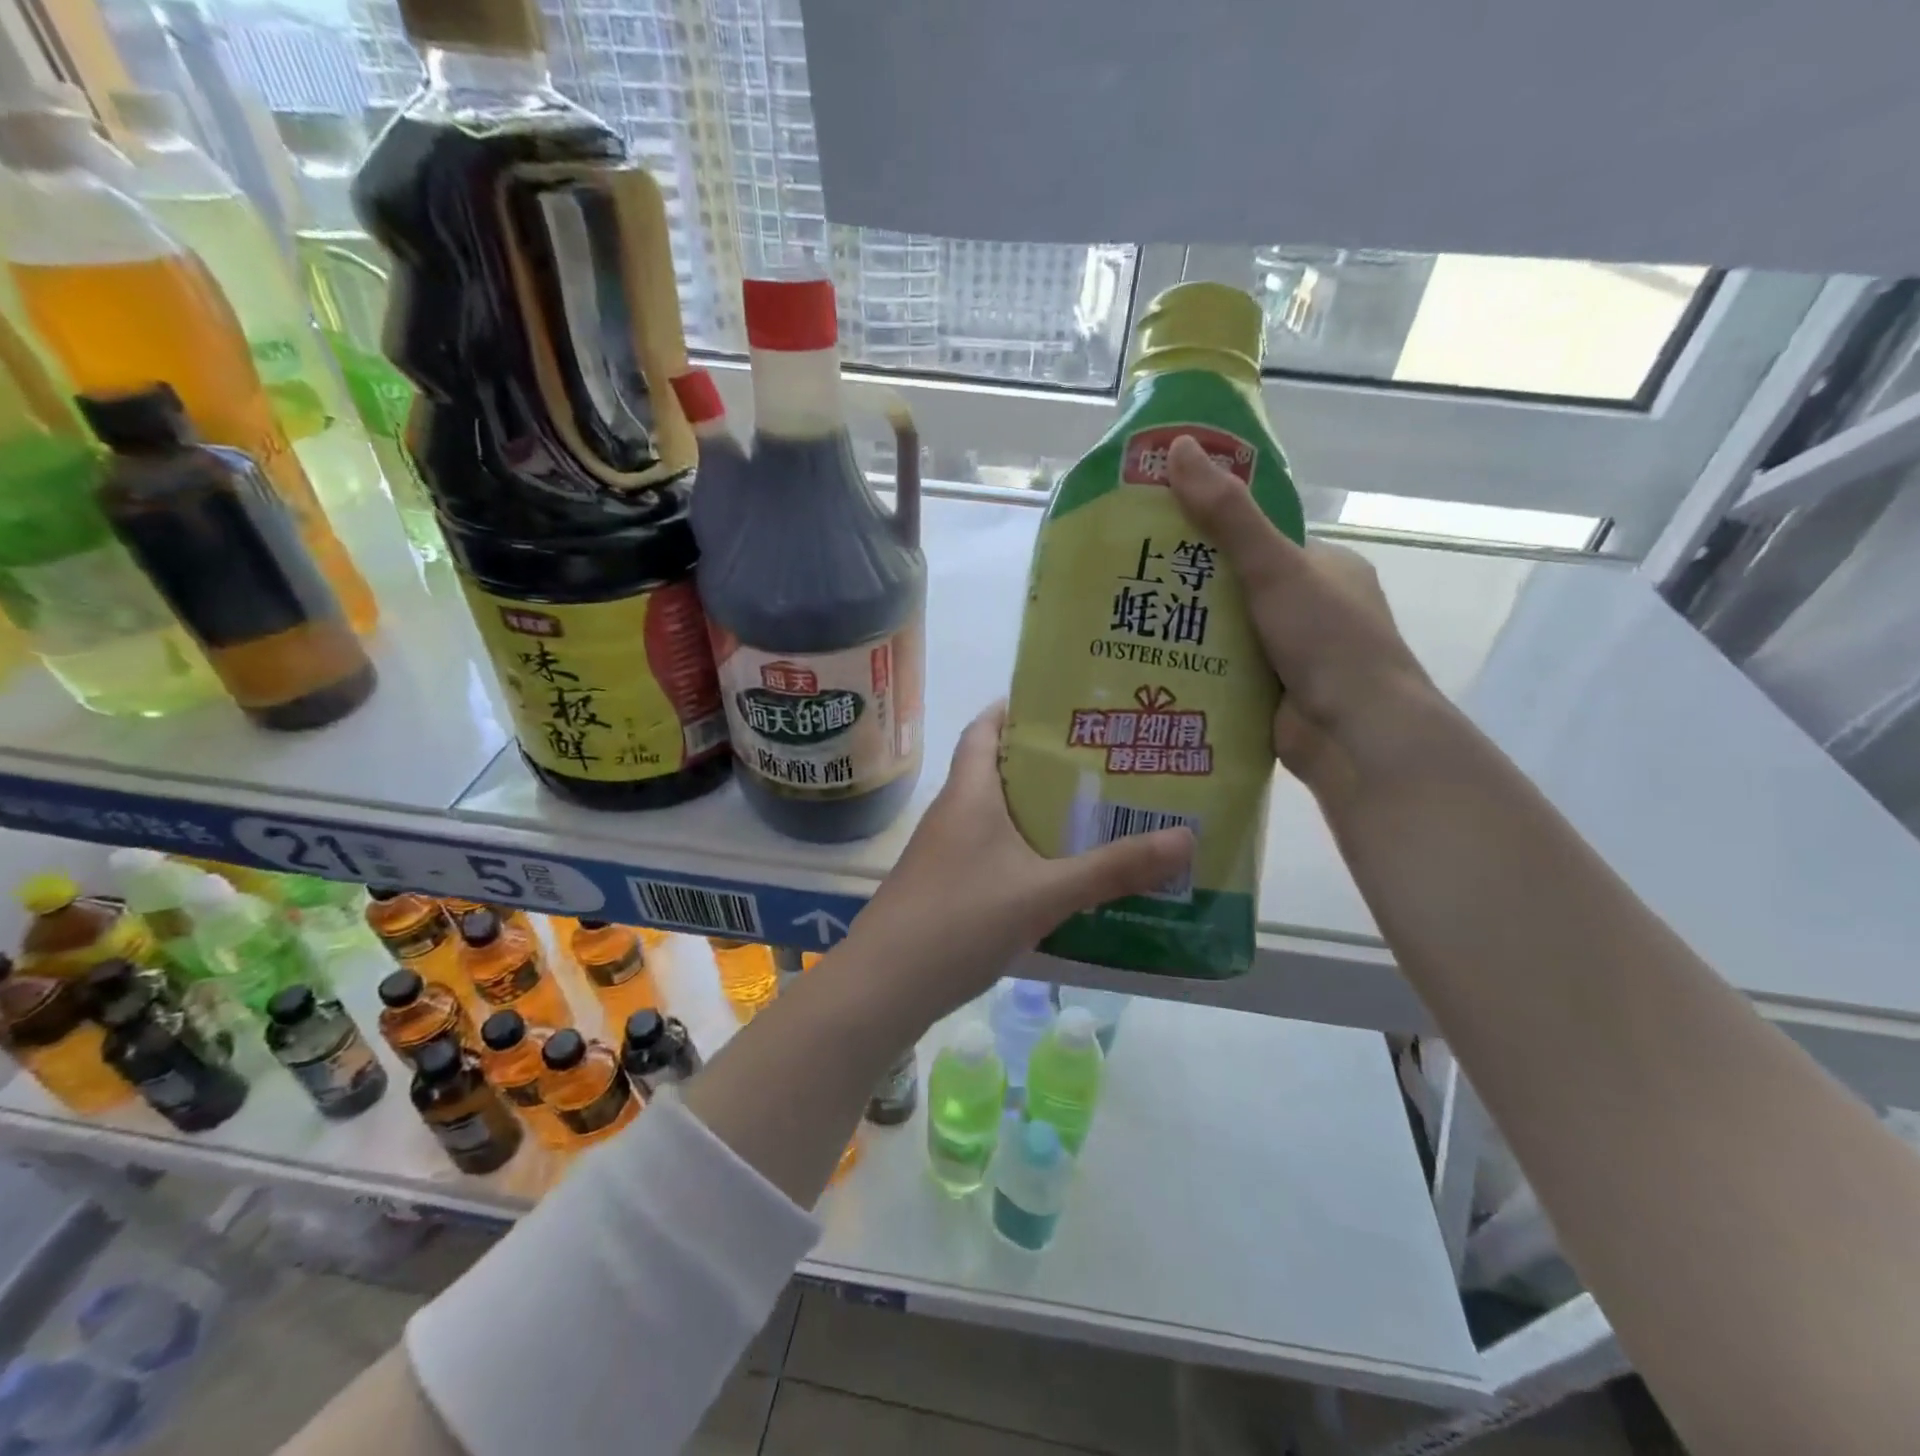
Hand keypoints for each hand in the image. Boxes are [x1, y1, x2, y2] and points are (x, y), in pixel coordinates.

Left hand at [845, 702, 1192, 1019]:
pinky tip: (1057, 874)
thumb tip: (1186, 838)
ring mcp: (944, 853)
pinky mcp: (945, 888)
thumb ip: (1113, 869)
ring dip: (1036, 811)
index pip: (984, 729)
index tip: (1061, 703)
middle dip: (1044, 763)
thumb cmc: (960, 920)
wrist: (884, 987)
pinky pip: (991, 853)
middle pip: (997, 770)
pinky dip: (1023, 852)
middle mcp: (953, 813)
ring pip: (996, 815)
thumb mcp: (1045, 893)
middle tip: (1101, 761)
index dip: (1015, 708)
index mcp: (969, 794)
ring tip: (1093, 812)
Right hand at [1165, 434, 1451, 803]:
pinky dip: (1195, 667)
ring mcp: (1292, 653)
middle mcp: (1310, 607)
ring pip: (1227, 631)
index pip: (1258, 539)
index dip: (1210, 531)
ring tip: (1126, 621)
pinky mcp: (1273, 692)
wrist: (1356, 734)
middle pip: (1237, 586)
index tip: (1159, 530)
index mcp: (1324, 567)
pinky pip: (1225, 669)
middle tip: (1131, 580)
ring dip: (1187, 630)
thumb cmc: (1326, 639)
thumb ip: (1227, 514)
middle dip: (1189, 586)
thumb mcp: (1275, 567)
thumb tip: (1179, 448)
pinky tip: (1151, 662)